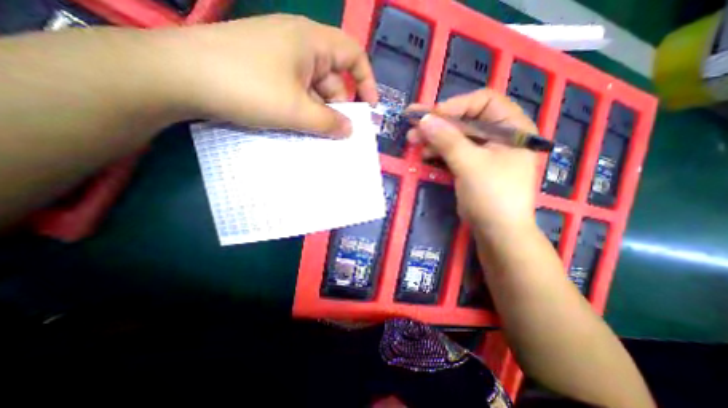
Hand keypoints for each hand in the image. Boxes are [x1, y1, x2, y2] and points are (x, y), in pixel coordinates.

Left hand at [160, 15, 377, 137]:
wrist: (179, 76)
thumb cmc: (248, 87)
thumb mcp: (296, 110)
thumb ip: (328, 122)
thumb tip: (349, 131)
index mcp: (311, 42)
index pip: (353, 55)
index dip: (366, 81)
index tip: (370, 107)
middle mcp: (298, 44)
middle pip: (332, 77)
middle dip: (338, 105)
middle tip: (337, 132)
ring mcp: (280, 57)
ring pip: (313, 87)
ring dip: (318, 111)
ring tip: (315, 133)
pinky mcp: (265, 69)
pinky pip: (295, 90)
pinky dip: (302, 108)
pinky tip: (297, 124)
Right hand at [409, 90, 538, 234]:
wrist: (497, 231)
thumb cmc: (492, 195)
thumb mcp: (470, 164)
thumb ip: (447, 139)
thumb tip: (423, 119)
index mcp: (512, 127)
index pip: (484, 101)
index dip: (455, 105)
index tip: (430, 115)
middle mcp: (500, 134)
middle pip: (466, 119)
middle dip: (439, 123)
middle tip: (413, 126)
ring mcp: (484, 150)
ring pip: (456, 135)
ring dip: (434, 137)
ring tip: (412, 140)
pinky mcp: (472, 164)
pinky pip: (453, 150)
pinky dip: (438, 150)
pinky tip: (424, 153)